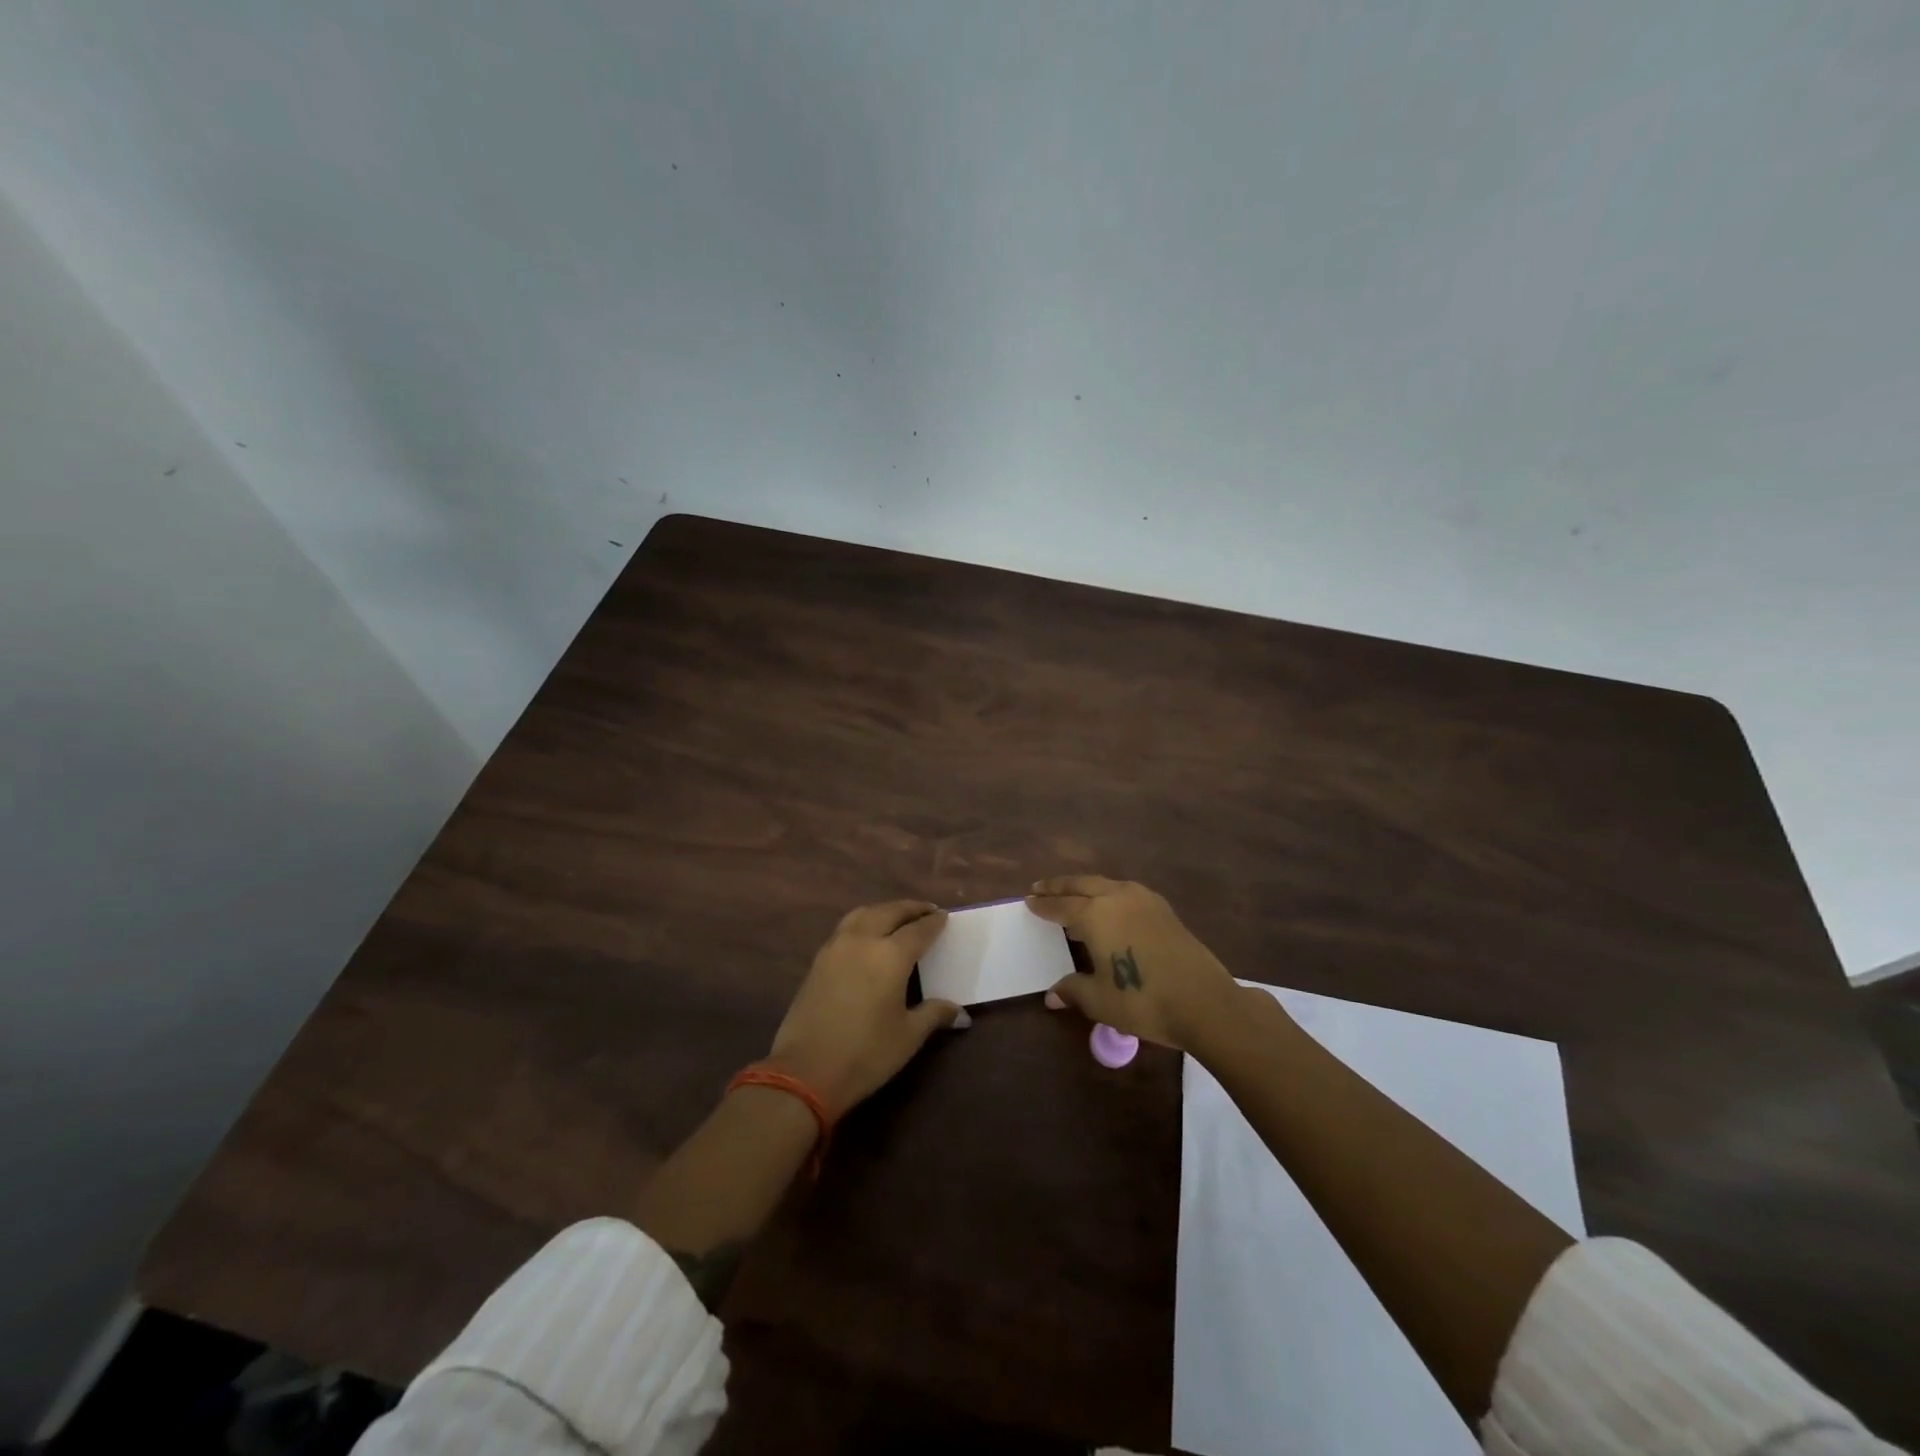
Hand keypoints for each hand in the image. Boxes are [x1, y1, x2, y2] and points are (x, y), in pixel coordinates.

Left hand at [766, 900, 965, 1118]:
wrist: (804, 1071)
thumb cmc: (865, 1054)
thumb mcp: (908, 1036)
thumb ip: (934, 1014)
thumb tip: (960, 1013)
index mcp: (890, 955)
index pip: (918, 930)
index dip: (934, 922)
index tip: (945, 916)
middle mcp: (863, 940)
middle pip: (889, 912)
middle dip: (910, 909)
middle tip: (926, 911)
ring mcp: (836, 947)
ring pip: (864, 914)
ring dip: (884, 911)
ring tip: (897, 918)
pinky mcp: (818, 960)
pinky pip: (846, 928)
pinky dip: (864, 922)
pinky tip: (868, 937)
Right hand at [1026, 876, 1239, 1049]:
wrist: (1204, 1001)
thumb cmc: (1143, 1000)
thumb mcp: (1100, 1000)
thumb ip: (1073, 990)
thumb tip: (1052, 995)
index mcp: (1094, 915)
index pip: (1060, 906)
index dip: (1042, 905)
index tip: (1028, 900)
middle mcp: (1116, 897)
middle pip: (1080, 885)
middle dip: (1058, 886)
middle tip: (1040, 887)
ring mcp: (1143, 899)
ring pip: (1105, 884)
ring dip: (1084, 887)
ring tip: (1072, 896)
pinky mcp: (1163, 908)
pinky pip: (1125, 891)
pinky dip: (1108, 893)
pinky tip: (1109, 906)